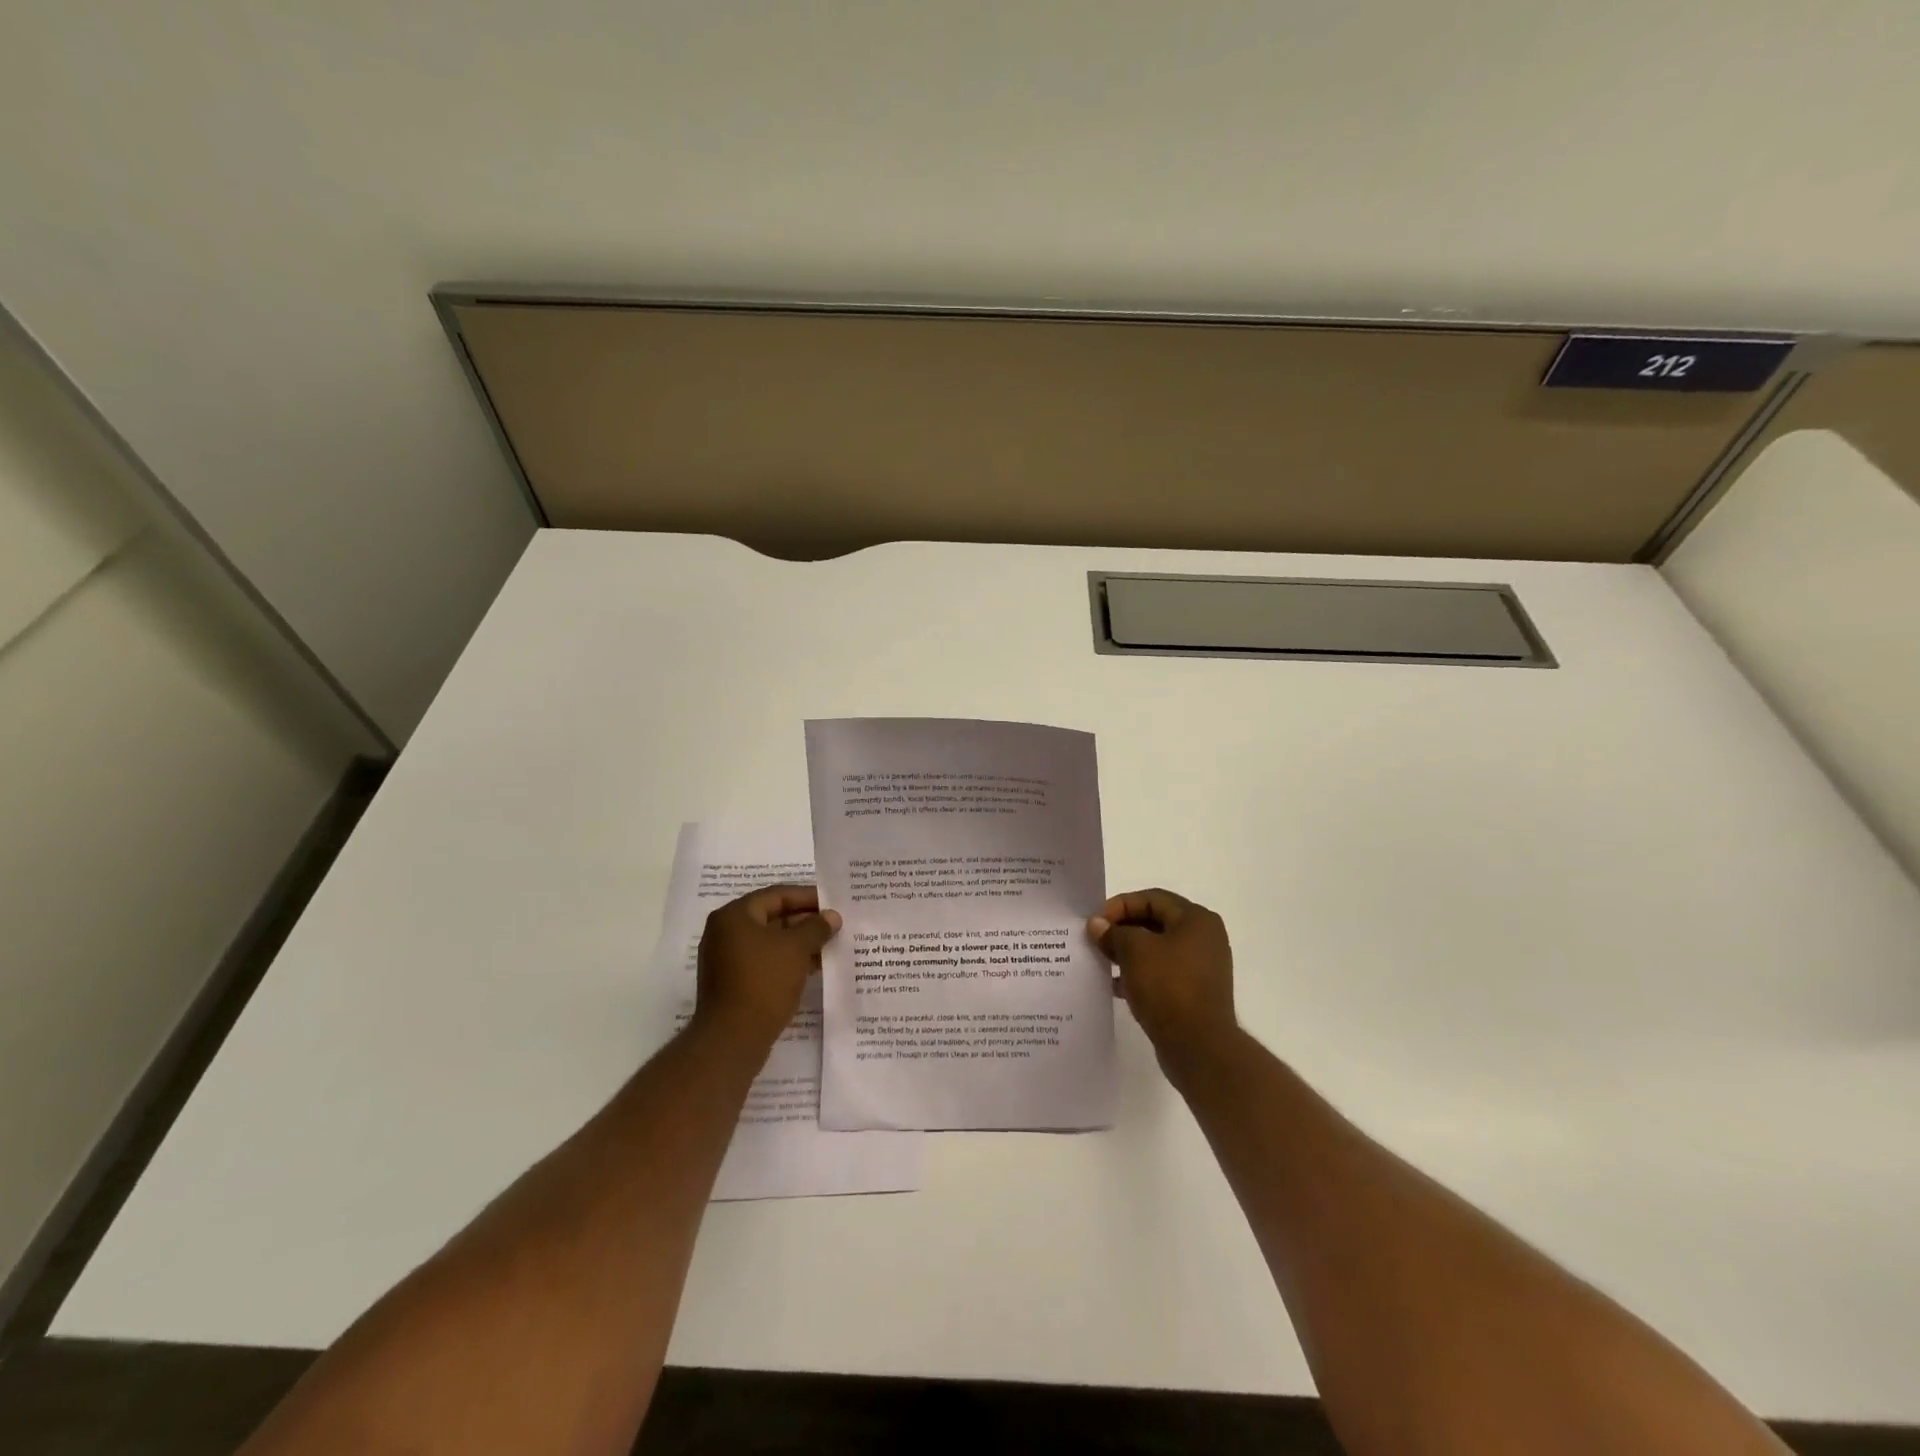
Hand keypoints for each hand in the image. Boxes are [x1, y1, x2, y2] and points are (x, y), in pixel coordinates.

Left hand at [695, 885, 840, 1045]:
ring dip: (799, 943)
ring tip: (829, 946)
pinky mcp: (732, 983)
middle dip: (805, 921)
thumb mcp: (796, 949)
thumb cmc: (764, 982)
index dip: (808, 897)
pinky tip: (813, 968)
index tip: (833, 903)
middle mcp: (725, 932)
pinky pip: (764, 961)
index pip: (776, 895)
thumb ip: (816, 927)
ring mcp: (726, 959)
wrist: (732, 1039)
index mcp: (734, 916)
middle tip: (834, 925)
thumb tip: (832, 916)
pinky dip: (787, 961)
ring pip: (770, 942)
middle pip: (772, 917)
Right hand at [1088, 888, 1237, 1072]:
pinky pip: (1161, 974)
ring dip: (1127, 953)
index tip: (1095, 922)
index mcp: (1196, 920)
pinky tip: (1115, 985)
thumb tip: (1097, 924)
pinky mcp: (1193, 993)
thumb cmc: (1168, 987)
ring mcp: (1200, 968)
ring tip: (1100, 961)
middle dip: (1122, 929)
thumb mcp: (1134, 951)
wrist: (1199, 1047)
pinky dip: (1138, 974)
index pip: (1152, 898)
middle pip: (1155, 922)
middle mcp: (1203, 939)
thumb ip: (1113, 932)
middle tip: (1095, 940)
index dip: (1120, 905)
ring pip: (1156, 950)